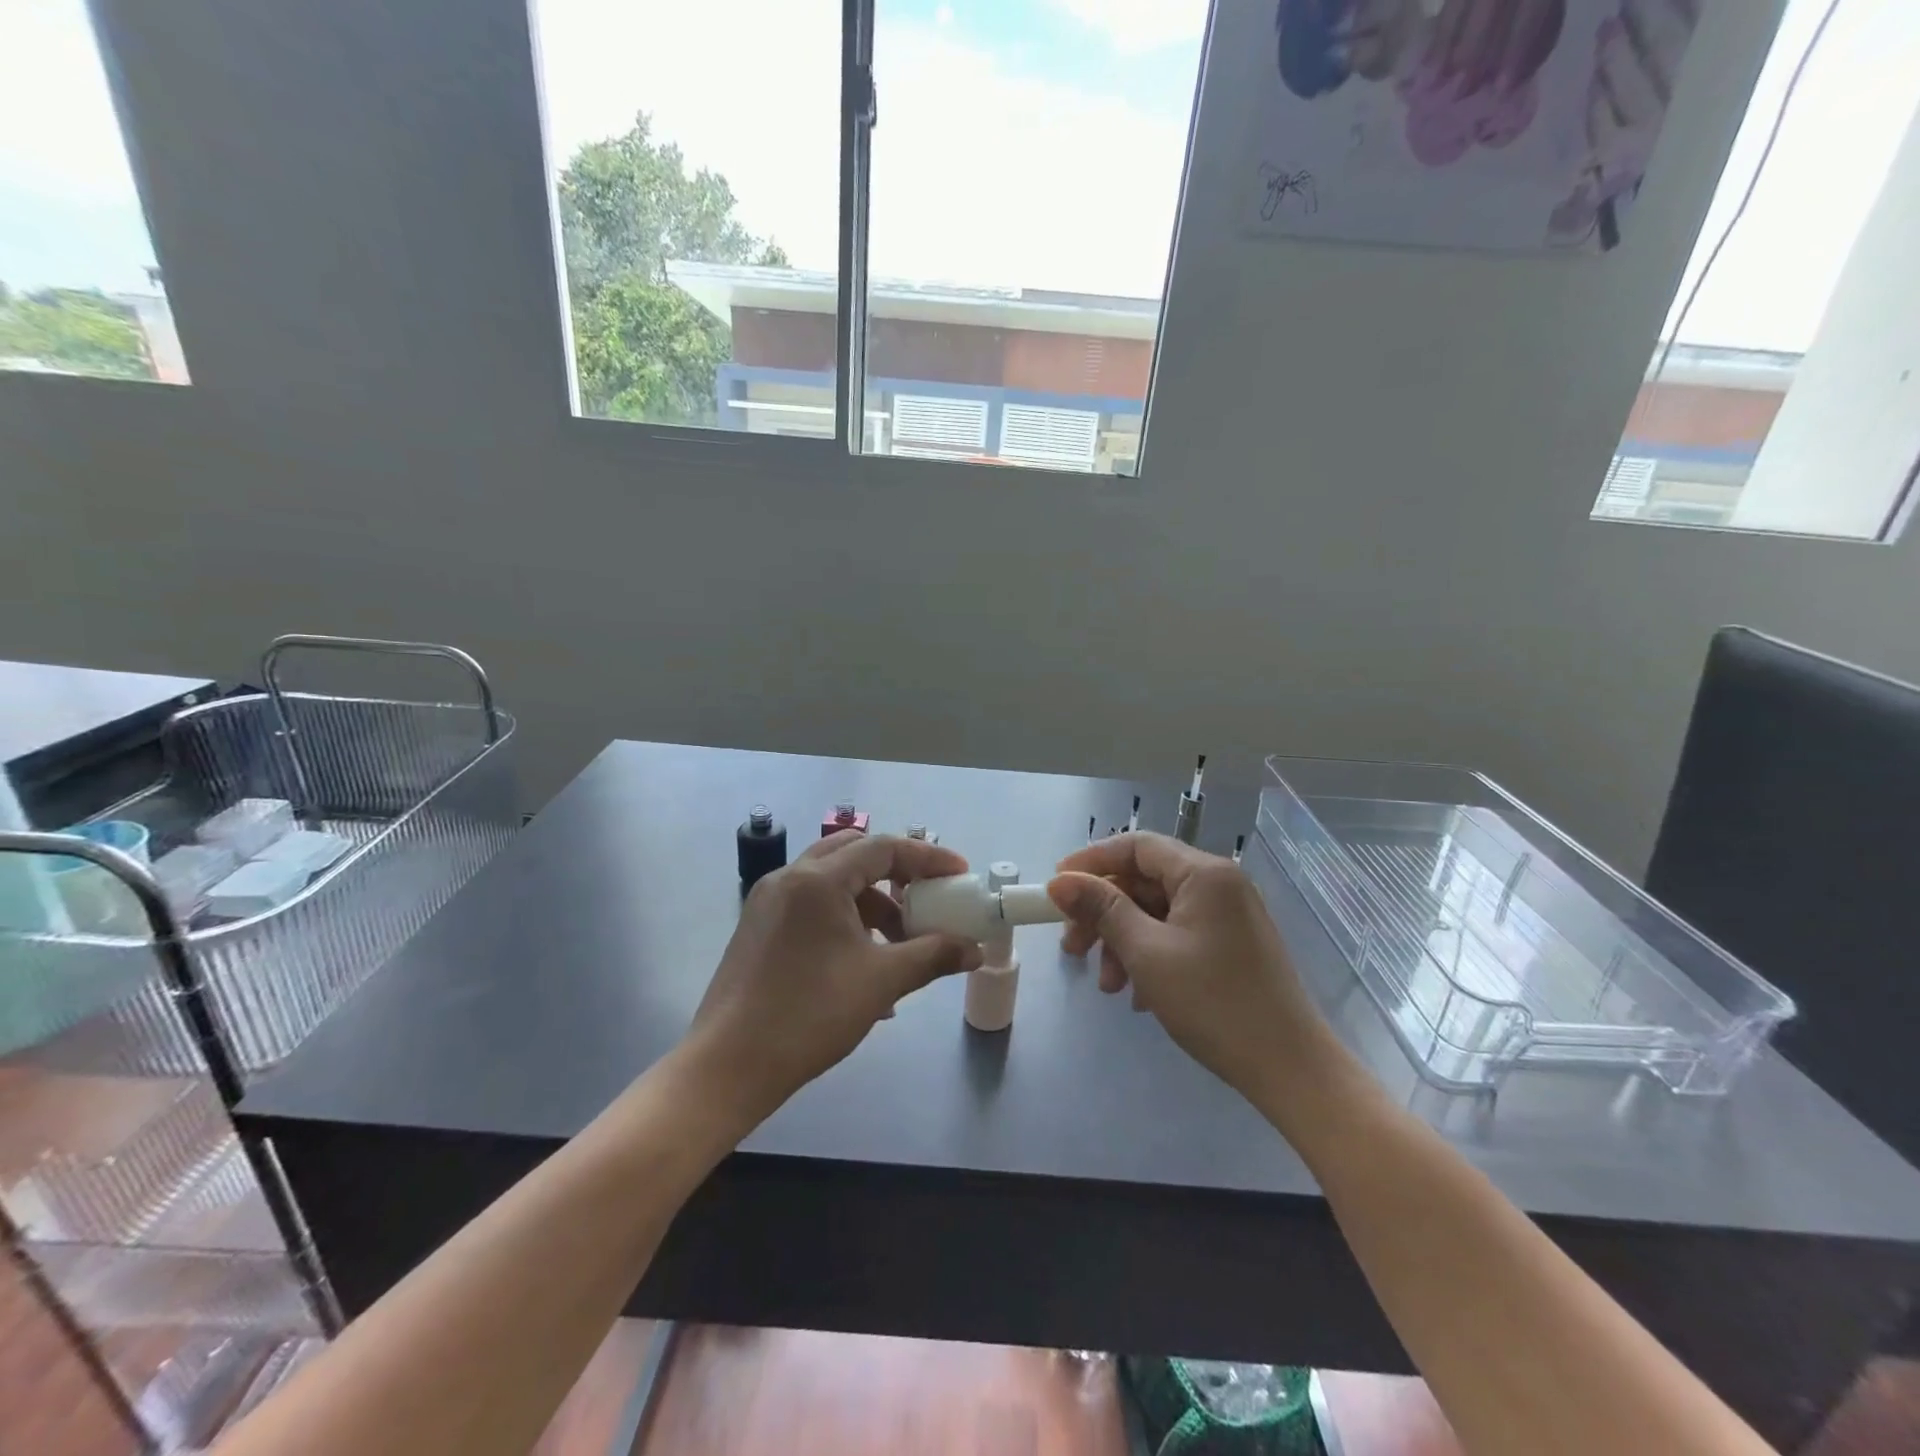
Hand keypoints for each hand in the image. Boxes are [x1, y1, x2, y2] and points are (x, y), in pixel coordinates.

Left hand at [687, 830, 982, 1126]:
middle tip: (926, 897)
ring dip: (872, 904)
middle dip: (897, 874)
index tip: (960, 875)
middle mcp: (790, 877)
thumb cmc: (810, 1014)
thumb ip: (933, 955)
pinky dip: (845, 921)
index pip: (884, 848)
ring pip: (833, 883)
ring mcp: (769, 902)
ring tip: (900, 946)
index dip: (928, 858)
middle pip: (855, 854)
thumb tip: (974, 949)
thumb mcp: (881, 981)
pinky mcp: (759, 927)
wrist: (729, 1066)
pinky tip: (864, 967)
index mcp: (818, 879)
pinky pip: (813, 907)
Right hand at [1047, 833, 1331, 1101]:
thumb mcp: (1146, 953)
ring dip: (1123, 941)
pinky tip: (1137, 995)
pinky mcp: (1232, 945)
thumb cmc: (1214, 1002)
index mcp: (1204, 873)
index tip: (1056, 888)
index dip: (1091, 861)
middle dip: (1104, 913)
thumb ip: (1102, 910)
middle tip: (1072, 947)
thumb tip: (1059, 882)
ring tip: (1108, 985)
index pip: (1136, 846)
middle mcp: (1219, 883)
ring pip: (1158, 911)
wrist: (1290, 1069)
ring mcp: (1229, 915)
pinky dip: (1150, 955)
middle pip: (1144, 881)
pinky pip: (1178, 934)